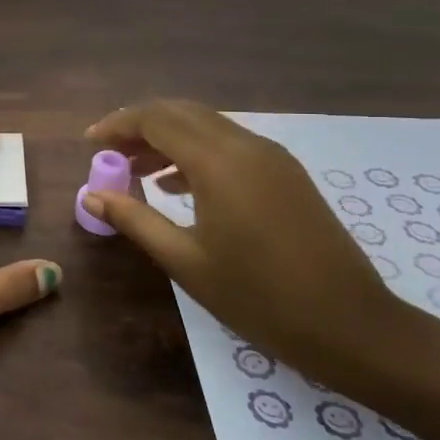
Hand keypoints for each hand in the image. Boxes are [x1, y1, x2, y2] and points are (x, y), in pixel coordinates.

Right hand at [82, 100, 418, 389]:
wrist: (351, 325)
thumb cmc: (258, 297)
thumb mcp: (185, 261)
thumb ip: (135, 220)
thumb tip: (91, 196)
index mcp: (219, 162)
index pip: (156, 120)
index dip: (117, 126)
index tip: (88, 144)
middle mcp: (247, 146)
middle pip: (181, 113)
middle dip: (139, 126)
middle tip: (109, 153)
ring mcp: (272, 158)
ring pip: (207, 126)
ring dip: (167, 138)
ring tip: (135, 171)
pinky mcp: (286, 174)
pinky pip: (229, 145)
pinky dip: (195, 152)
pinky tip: (177, 185)